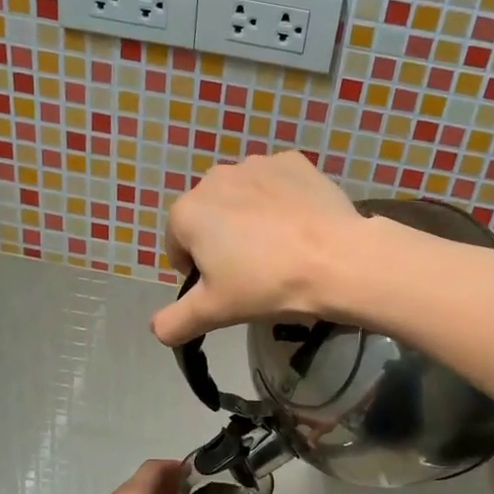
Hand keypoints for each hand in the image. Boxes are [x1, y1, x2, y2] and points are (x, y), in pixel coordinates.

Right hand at [151, 152, 365, 346]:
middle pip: (210, 217)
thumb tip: (156, 331)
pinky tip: (300, 226)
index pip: (178, 246)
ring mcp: (256, 164)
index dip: (198, 272)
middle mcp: (214, 178)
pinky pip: (276, 185)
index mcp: (187, 212)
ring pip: (242, 197)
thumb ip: (176, 321)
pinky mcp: (292, 162)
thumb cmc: (267, 284)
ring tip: (280, 249)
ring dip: (251, 218)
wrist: (336, 260)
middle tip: (255, 271)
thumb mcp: (215, 311)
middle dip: (223, 241)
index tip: (226, 288)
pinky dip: (281, 201)